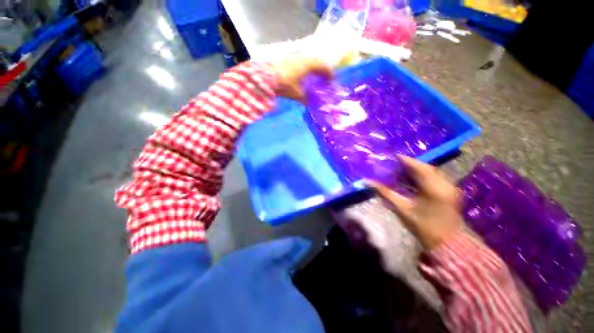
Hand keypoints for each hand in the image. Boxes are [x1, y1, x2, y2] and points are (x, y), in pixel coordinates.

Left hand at [272, 57, 332, 101]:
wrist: (264, 76)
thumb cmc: (284, 84)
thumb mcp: (296, 94)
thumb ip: (305, 98)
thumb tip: (309, 103)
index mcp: (308, 64)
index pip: (324, 67)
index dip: (329, 74)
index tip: (332, 81)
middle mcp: (303, 57)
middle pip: (317, 61)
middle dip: (322, 70)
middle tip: (324, 79)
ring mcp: (295, 56)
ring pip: (309, 60)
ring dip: (314, 68)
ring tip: (314, 78)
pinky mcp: (288, 58)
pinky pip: (301, 61)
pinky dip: (306, 68)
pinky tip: (303, 76)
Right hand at [369, 156, 462, 249]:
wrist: (448, 243)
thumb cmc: (424, 227)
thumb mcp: (402, 209)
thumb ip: (386, 193)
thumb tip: (368, 182)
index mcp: (433, 188)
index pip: (419, 167)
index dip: (405, 160)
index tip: (393, 156)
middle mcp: (445, 184)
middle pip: (426, 167)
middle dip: (410, 164)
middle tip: (396, 164)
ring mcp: (450, 188)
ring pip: (431, 172)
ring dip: (417, 170)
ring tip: (402, 170)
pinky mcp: (450, 192)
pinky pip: (435, 178)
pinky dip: (423, 176)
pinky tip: (413, 179)